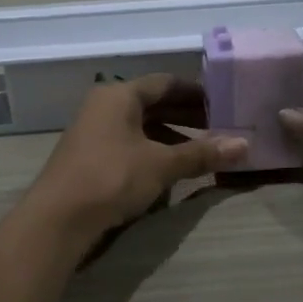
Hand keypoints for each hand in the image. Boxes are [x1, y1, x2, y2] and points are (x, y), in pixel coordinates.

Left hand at [25, 76, 247, 240]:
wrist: (58, 219)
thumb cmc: (111, 178)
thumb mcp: (161, 165)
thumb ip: (201, 153)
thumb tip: (245, 145)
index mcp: (118, 95)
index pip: (165, 83)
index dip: (196, 92)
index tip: (223, 103)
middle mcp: (104, 106)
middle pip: (153, 104)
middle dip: (186, 116)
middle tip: (219, 128)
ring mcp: (94, 132)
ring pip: (141, 127)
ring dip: (171, 137)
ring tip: (201, 152)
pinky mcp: (90, 157)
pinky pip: (129, 145)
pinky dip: (152, 152)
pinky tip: (170, 171)